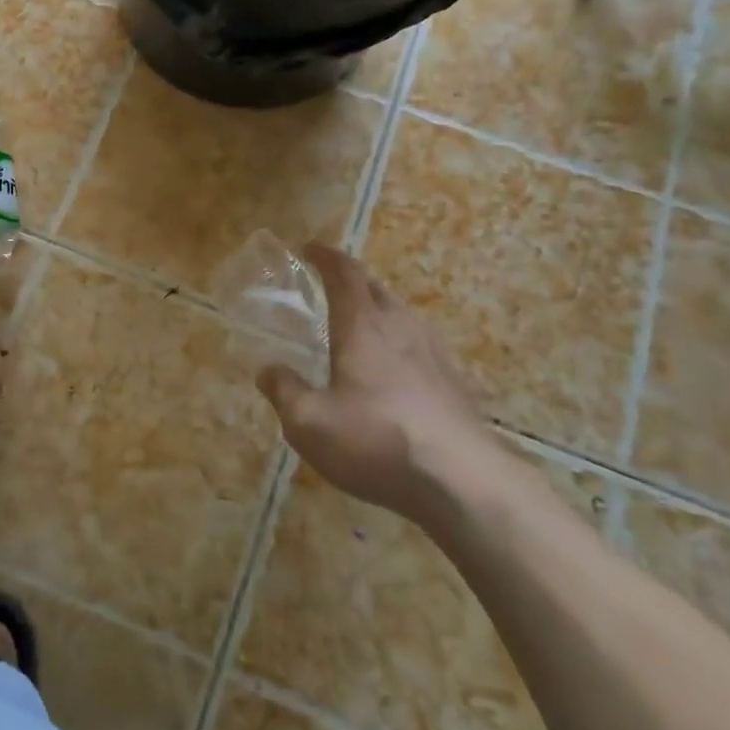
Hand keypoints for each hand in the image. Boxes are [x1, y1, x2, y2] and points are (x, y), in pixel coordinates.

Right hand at [256, 242, 492, 515]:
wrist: (463, 481)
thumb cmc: (376, 440)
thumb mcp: (309, 423)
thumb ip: (284, 391)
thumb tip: (267, 370)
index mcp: (362, 325)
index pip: (344, 273)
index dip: (325, 256)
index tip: (309, 248)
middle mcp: (400, 327)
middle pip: (375, 287)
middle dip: (350, 278)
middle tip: (328, 284)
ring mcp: (433, 353)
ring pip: (400, 314)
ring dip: (376, 308)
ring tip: (358, 324)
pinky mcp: (453, 381)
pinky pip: (418, 344)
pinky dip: (397, 341)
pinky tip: (392, 369)